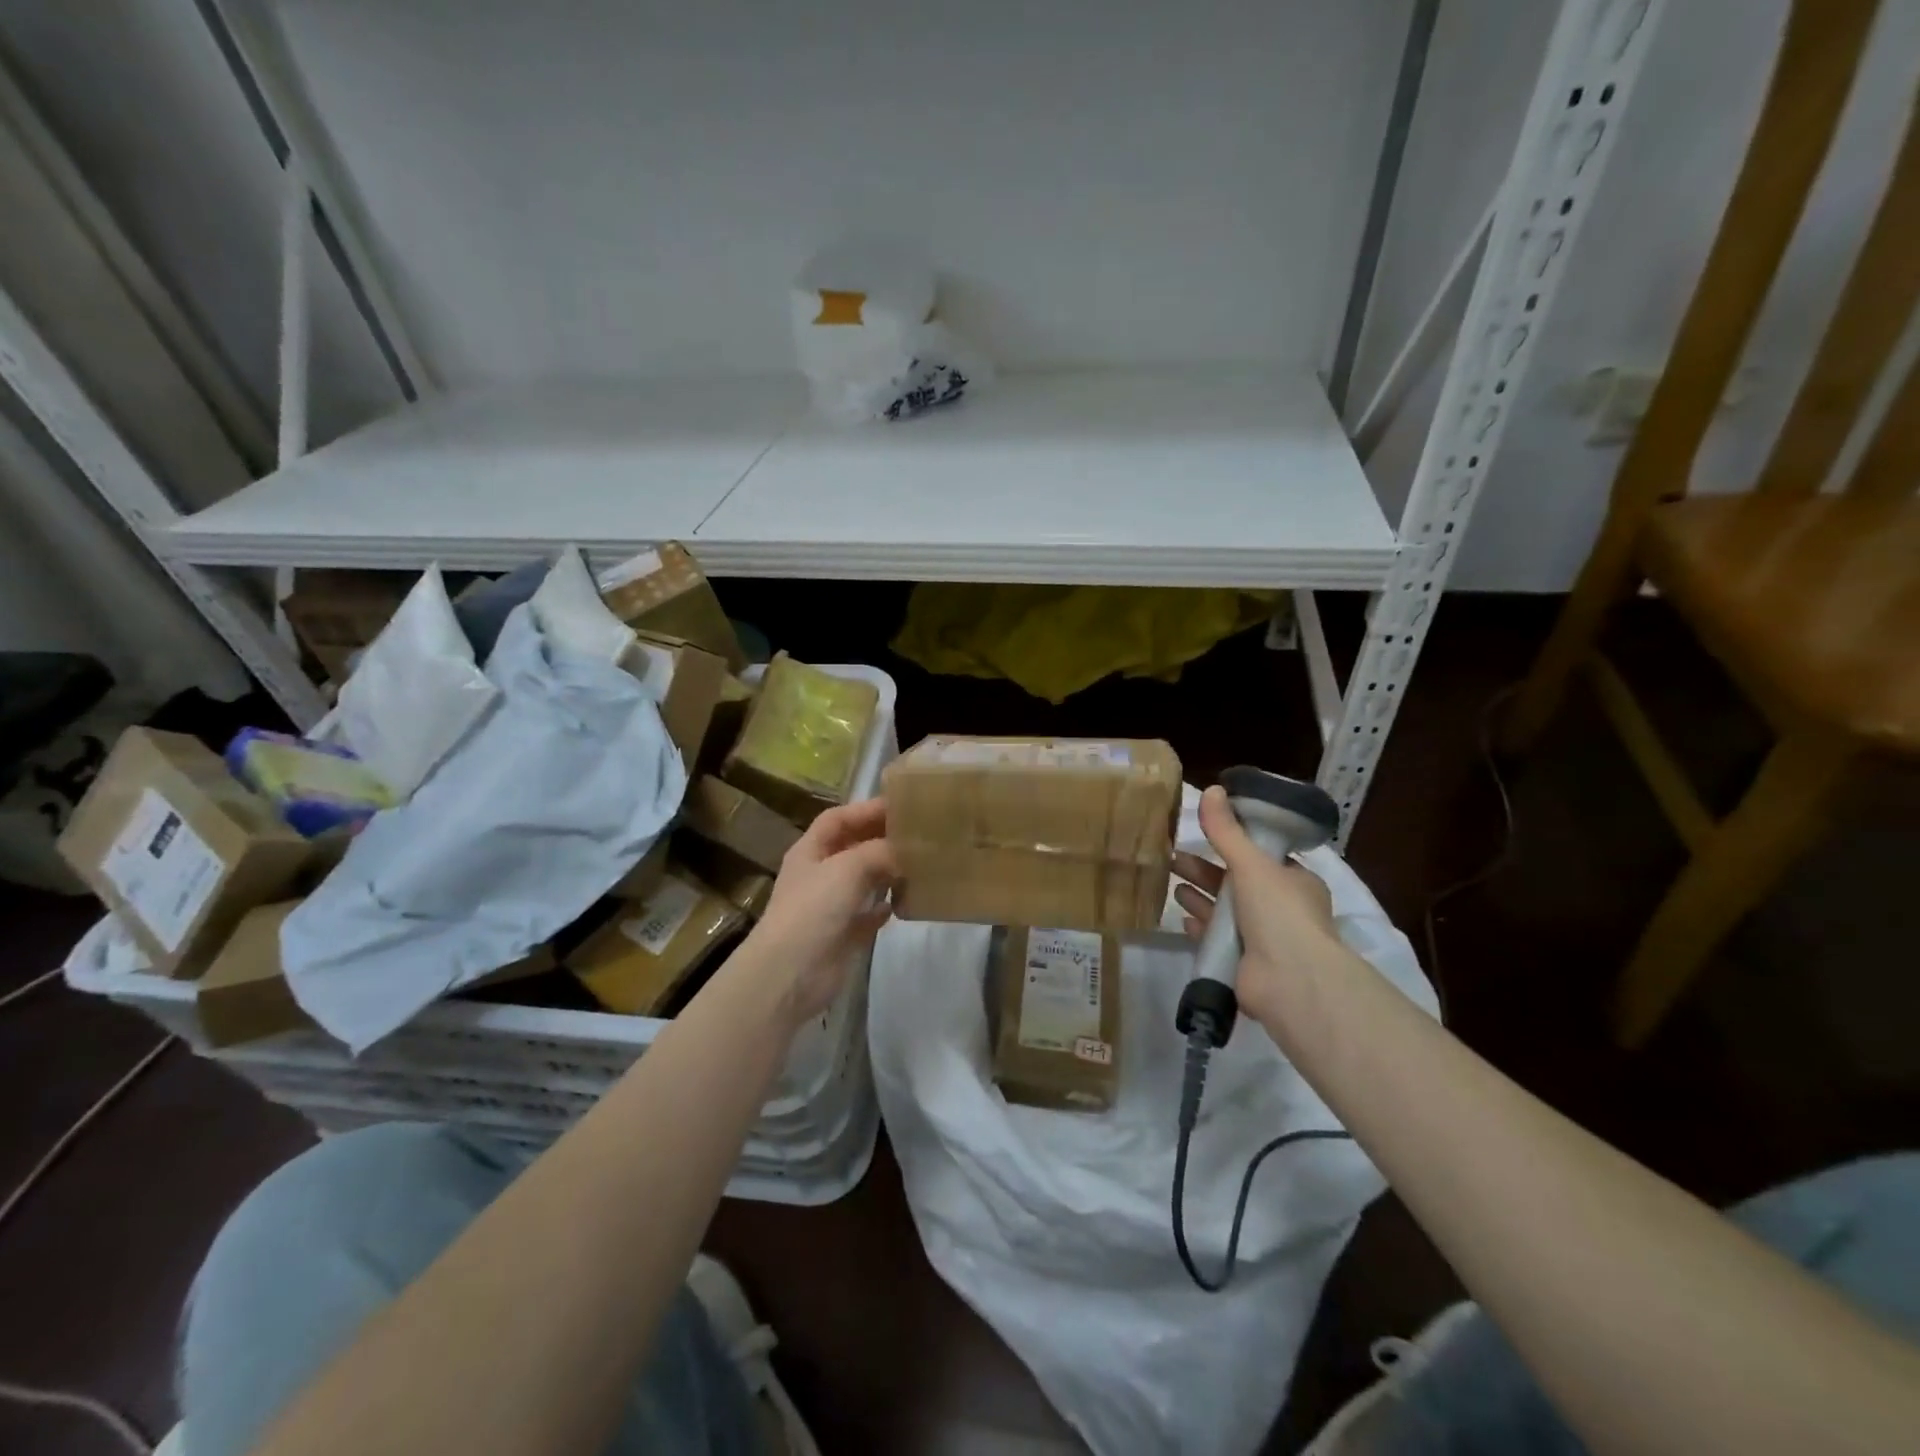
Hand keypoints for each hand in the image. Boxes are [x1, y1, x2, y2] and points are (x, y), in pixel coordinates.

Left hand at [747, 797, 898, 1026]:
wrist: (790, 974)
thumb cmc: (813, 909)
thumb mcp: (847, 868)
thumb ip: (880, 852)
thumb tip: (907, 849)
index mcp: (810, 851)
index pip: (838, 819)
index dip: (866, 809)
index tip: (901, 806)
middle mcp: (819, 874)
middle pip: (853, 847)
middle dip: (881, 839)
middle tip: (918, 834)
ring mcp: (830, 906)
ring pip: (863, 881)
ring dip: (887, 873)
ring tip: (919, 865)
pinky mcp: (842, 936)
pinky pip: (867, 915)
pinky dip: (883, 908)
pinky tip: (904, 903)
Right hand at [1171, 785, 1352, 1031]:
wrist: (1290, 982)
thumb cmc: (1279, 914)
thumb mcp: (1252, 864)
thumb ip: (1227, 831)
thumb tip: (1212, 788)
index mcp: (1294, 882)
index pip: (1261, 856)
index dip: (1232, 843)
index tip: (1203, 833)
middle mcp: (1281, 909)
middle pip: (1236, 882)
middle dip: (1204, 869)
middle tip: (1172, 857)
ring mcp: (1263, 939)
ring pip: (1224, 910)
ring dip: (1199, 896)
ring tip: (1170, 882)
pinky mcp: (1243, 964)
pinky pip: (1216, 939)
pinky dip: (1200, 926)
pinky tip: (1181, 918)